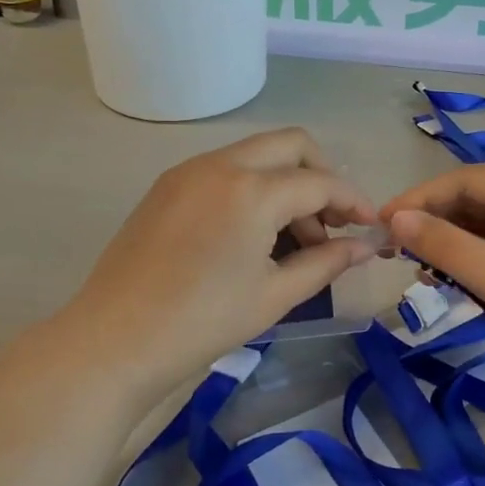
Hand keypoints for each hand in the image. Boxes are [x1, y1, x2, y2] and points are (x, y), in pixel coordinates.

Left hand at [55, 129, 377, 398]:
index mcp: (252, 190)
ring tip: (294, 239)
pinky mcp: (167, 185)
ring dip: (286, 182)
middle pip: (291, 144)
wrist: (114, 341)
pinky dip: (252, 187)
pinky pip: (225, 169)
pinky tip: (253, 233)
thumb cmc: (203, 322)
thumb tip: (365, 247)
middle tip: (332, 221)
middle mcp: (221, 164)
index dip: (354, 202)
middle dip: (322, 174)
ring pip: (256, 154)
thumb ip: (326, 262)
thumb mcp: (275, 295)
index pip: (320, 182)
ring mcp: (188, 170)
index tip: (370, 228)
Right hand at [382, 165, 484, 404]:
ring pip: (484, 226)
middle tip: (395, 252)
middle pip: (474, 201)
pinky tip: (454, 283)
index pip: (464, 181)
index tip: (380, 224)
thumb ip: (445, 246)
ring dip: (451, 246)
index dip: (419, 200)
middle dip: (434, 224)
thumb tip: (396, 218)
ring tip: (421, 271)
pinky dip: (474, 262)